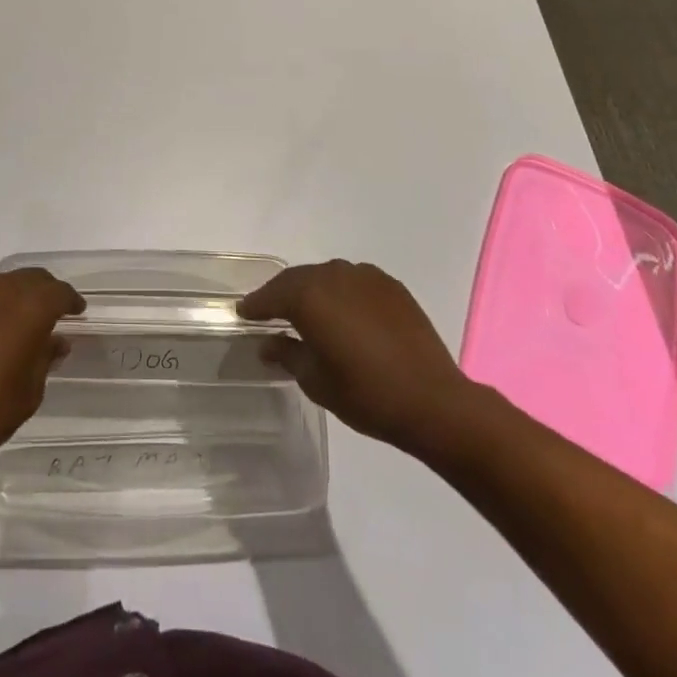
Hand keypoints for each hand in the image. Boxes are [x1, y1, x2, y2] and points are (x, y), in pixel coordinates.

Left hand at [0, 248, 84, 463]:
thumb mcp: (30, 391)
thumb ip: (45, 358)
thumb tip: (56, 340)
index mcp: (32, 309)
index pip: (60, 293)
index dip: (71, 301)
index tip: (75, 312)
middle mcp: (3, 289)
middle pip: (31, 278)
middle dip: (43, 294)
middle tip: (45, 315)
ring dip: (9, 289)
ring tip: (8, 310)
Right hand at [238, 259, 481, 463]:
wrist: (434, 401)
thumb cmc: (366, 395)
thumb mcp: (315, 381)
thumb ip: (287, 354)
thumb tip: (268, 343)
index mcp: (308, 296)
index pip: (271, 295)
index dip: (255, 306)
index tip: (243, 313)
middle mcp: (332, 275)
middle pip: (297, 279)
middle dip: (282, 295)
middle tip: (271, 312)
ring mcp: (364, 276)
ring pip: (326, 277)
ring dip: (313, 291)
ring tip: (309, 312)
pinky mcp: (390, 285)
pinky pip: (354, 282)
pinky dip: (342, 293)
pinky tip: (345, 313)